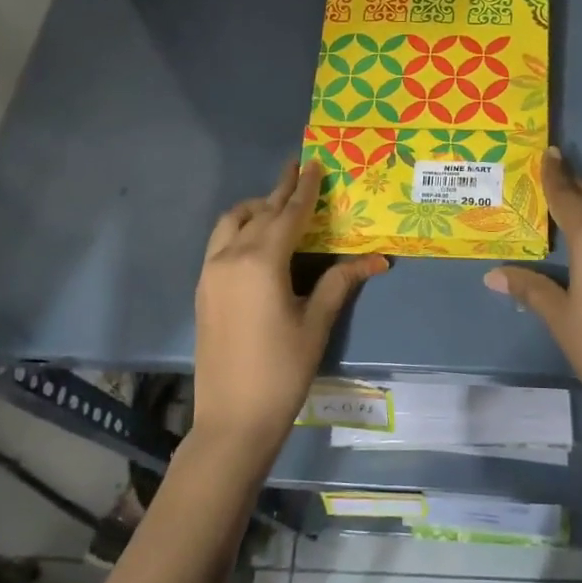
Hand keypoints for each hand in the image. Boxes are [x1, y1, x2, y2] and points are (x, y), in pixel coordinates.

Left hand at [193, 159, 387, 462]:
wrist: (232, 419)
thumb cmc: (282, 371)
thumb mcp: (316, 324)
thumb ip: (340, 282)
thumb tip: (378, 259)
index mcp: (261, 262)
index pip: (288, 214)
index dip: (304, 189)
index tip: (314, 163)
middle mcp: (230, 257)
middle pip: (258, 212)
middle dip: (280, 190)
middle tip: (297, 169)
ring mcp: (210, 273)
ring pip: (230, 223)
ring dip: (255, 208)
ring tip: (278, 205)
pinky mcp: (203, 290)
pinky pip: (219, 243)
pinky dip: (239, 228)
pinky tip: (256, 241)